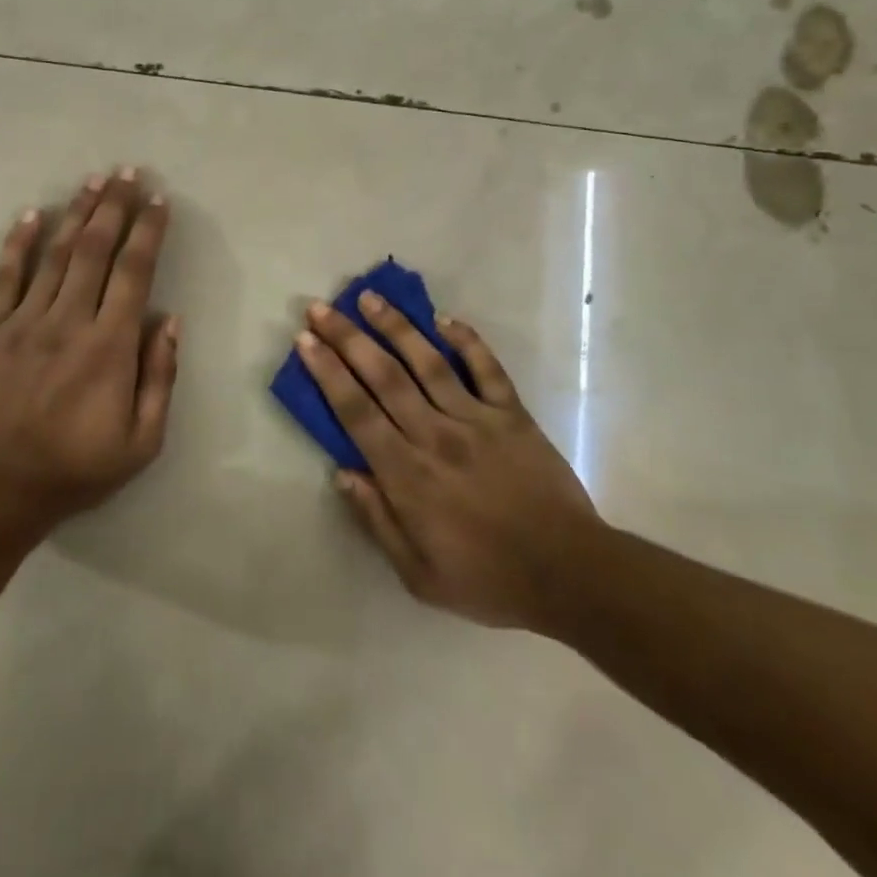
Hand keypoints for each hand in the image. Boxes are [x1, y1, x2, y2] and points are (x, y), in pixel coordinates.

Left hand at [0, 169, 177, 527]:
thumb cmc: (77, 468)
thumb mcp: (142, 441)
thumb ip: (160, 377)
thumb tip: (170, 320)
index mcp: (110, 346)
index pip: (135, 272)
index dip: (148, 231)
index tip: (158, 200)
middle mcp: (69, 320)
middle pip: (96, 250)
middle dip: (114, 206)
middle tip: (128, 172)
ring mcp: (25, 321)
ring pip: (56, 254)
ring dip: (77, 213)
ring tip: (93, 180)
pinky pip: (6, 277)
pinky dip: (19, 243)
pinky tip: (31, 214)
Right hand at [297, 292, 603, 634]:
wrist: (570, 574)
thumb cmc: (488, 579)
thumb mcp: (419, 574)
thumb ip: (377, 520)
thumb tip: (342, 473)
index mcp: (407, 474)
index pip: (356, 411)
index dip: (327, 373)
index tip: (306, 341)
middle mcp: (435, 435)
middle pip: (384, 377)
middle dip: (348, 338)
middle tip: (322, 308)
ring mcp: (477, 419)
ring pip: (429, 362)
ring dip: (396, 327)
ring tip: (370, 297)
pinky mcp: (513, 414)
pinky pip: (487, 369)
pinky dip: (467, 340)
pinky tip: (445, 318)